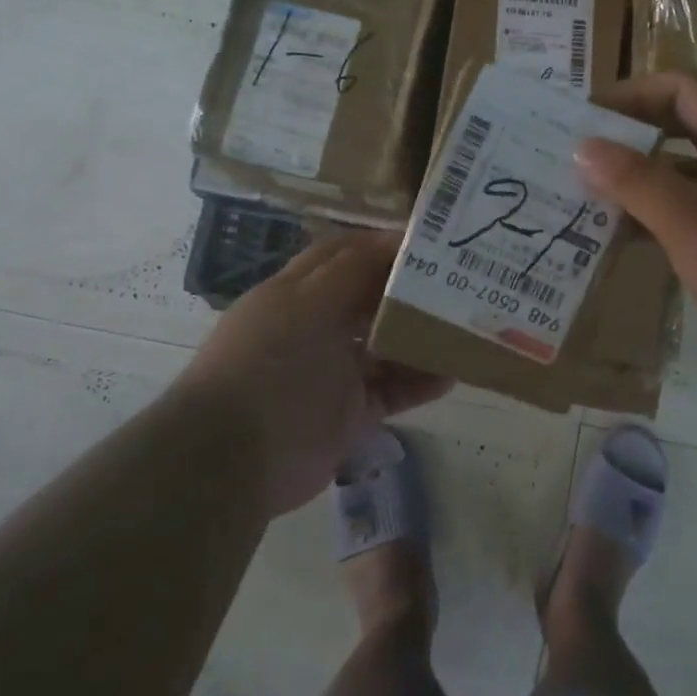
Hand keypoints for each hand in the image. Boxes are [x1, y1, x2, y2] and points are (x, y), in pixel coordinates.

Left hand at [181, 234, 451, 514]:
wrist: (234, 458)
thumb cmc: (271, 364)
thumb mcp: (309, 303)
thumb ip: (352, 269)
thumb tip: (393, 238)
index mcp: (296, 294)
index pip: (342, 256)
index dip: (381, 245)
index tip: (428, 241)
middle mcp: (314, 328)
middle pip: (369, 300)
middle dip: (408, 292)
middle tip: (457, 283)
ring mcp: (333, 372)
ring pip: (385, 347)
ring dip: (420, 338)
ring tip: (462, 329)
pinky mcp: (349, 413)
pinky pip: (392, 391)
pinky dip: (419, 384)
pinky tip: (452, 376)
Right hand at [578, 73, 696, 384]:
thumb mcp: (690, 220)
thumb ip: (635, 180)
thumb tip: (583, 146)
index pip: (683, 89)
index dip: (634, 93)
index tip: (587, 117)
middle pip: (680, 129)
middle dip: (629, 138)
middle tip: (578, 155)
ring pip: (682, 177)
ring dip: (637, 183)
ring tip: (583, 196)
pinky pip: (689, 216)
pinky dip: (653, 220)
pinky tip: (615, 238)